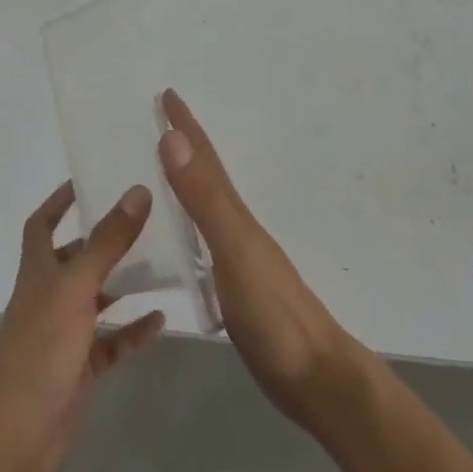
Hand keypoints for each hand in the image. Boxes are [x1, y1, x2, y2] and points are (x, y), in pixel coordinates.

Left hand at [0, 180, 165, 471]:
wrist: (20, 436)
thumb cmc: (41, 350)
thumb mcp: (76, 288)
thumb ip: (108, 242)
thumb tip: (138, 191)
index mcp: (38, 271)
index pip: (42, 224)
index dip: (59, 201)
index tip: (87, 181)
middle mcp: (49, 296)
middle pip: (76, 259)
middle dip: (103, 239)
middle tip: (144, 219)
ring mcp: (65, 333)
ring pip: (98, 299)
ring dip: (124, 283)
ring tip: (163, 262)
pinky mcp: (81, 367)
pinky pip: (112, 341)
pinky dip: (133, 329)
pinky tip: (162, 318)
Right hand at [159, 90, 362, 433]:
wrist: (315, 378)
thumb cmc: (274, 313)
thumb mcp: (235, 251)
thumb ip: (205, 199)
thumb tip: (173, 139)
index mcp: (235, 215)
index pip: (204, 159)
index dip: (185, 125)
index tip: (166, 94)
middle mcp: (237, 228)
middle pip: (206, 176)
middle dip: (184, 146)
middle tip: (157, 122)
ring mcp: (238, 259)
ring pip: (205, 208)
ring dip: (185, 183)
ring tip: (159, 171)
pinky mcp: (235, 289)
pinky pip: (203, 242)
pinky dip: (187, 227)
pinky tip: (178, 240)